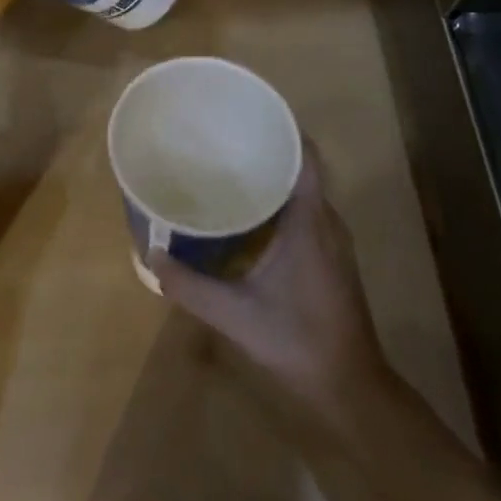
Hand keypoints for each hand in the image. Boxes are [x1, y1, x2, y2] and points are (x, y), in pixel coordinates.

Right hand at [152, 145, 389, 406]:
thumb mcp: (234, 314)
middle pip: (302, 167)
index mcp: (310, 222)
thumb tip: (150, 256)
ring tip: (230, 168)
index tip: (247, 116)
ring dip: (273, 176)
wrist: (349, 385)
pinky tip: (249, 214)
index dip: (281, 129)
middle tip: (223, 141)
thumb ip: (190, 286)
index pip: (305, 156)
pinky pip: (306, 210)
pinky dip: (280, 200)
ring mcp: (332, 239)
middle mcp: (327, 221)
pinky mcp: (330, 255)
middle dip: (267, 149)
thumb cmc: (296, 340)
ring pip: (304, 190)